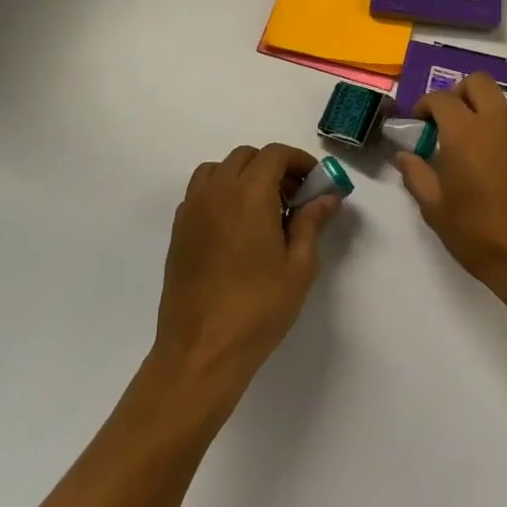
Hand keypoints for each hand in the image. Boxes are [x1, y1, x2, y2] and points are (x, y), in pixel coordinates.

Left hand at [152, 143, 337, 393]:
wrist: (201, 351)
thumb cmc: (258, 308)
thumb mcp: (299, 266)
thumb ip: (311, 223)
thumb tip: (327, 196)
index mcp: (249, 195)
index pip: (274, 155)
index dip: (299, 160)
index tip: (315, 181)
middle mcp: (217, 193)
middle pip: (246, 157)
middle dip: (273, 167)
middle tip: (294, 196)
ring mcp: (192, 211)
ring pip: (218, 170)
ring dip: (243, 175)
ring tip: (263, 208)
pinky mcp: (178, 232)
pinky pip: (201, 193)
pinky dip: (222, 193)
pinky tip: (237, 227)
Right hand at [392, 74, 506, 322]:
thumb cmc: (480, 237)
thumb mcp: (436, 210)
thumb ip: (416, 175)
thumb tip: (404, 154)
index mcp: (467, 132)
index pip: (441, 98)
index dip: (426, 105)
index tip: (421, 122)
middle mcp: (503, 122)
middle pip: (480, 83)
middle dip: (461, 94)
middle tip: (453, 122)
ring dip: (492, 122)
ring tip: (487, 159)